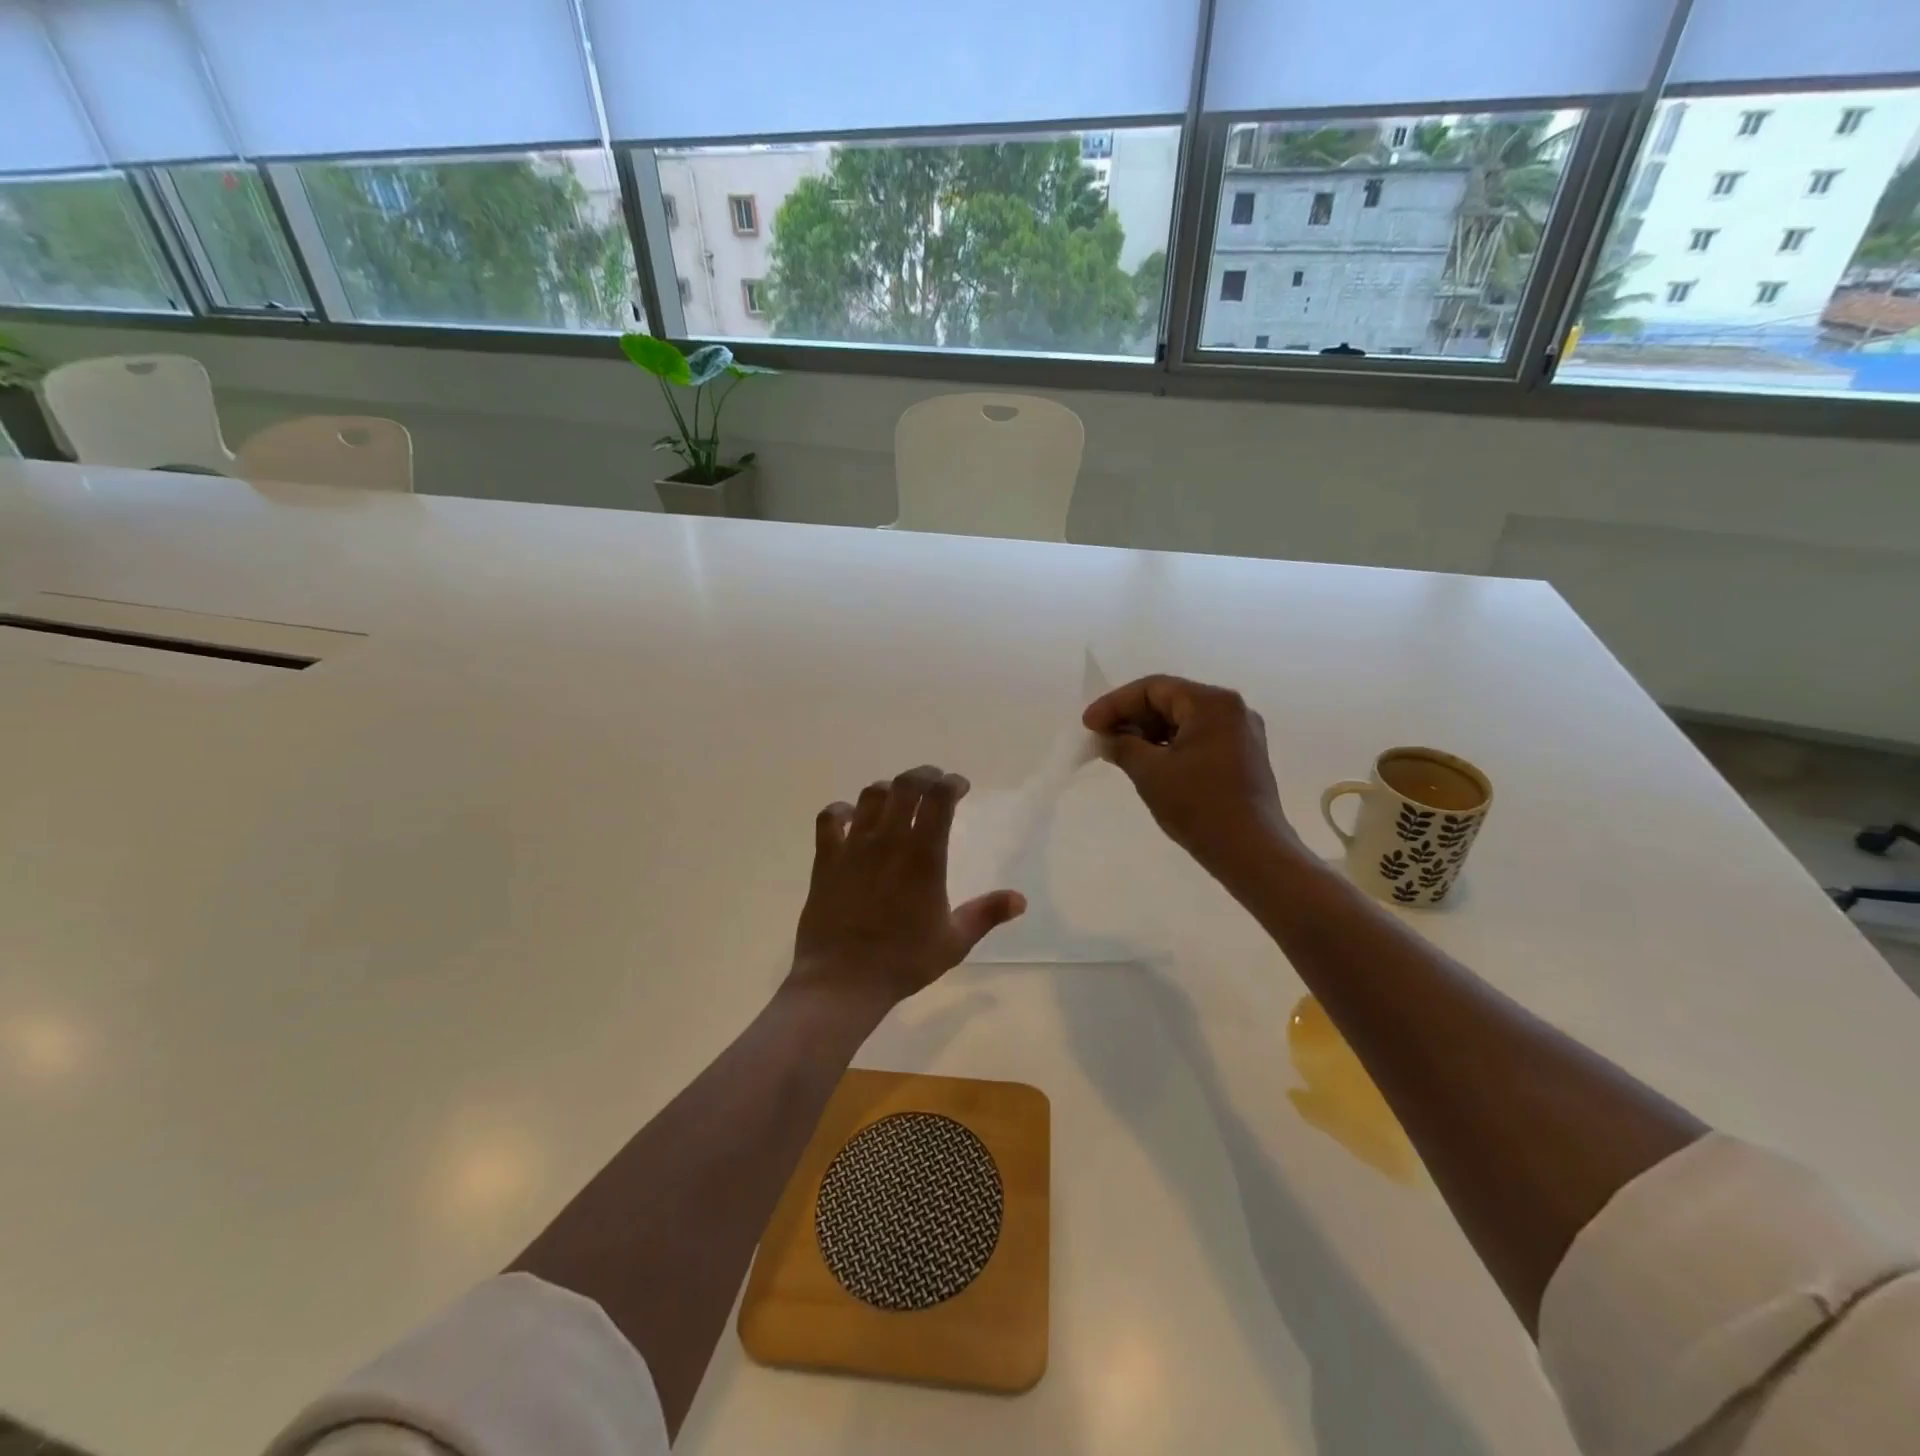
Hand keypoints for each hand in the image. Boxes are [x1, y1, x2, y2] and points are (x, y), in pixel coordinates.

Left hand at [790, 765, 1025, 1008]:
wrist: (842, 980)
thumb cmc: (903, 961)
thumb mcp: (954, 941)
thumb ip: (987, 914)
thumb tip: (1020, 899)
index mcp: (924, 856)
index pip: (939, 799)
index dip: (951, 783)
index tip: (960, 787)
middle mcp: (889, 841)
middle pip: (906, 785)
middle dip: (924, 775)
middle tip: (934, 783)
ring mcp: (854, 846)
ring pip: (870, 795)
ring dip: (889, 789)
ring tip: (898, 798)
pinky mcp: (827, 858)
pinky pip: (830, 818)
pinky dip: (842, 810)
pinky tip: (851, 817)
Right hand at [1082, 675, 1296, 874]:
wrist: (1251, 852)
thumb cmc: (1199, 806)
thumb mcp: (1150, 773)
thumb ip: (1122, 746)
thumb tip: (1108, 737)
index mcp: (1212, 703)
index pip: (1154, 688)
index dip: (1115, 704)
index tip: (1088, 725)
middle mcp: (1232, 709)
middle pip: (1170, 700)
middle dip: (1132, 717)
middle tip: (1100, 736)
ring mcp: (1241, 733)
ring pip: (1184, 720)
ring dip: (1149, 732)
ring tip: (1118, 751)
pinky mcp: (1243, 756)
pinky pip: (1198, 738)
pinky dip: (1169, 746)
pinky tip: (1147, 762)